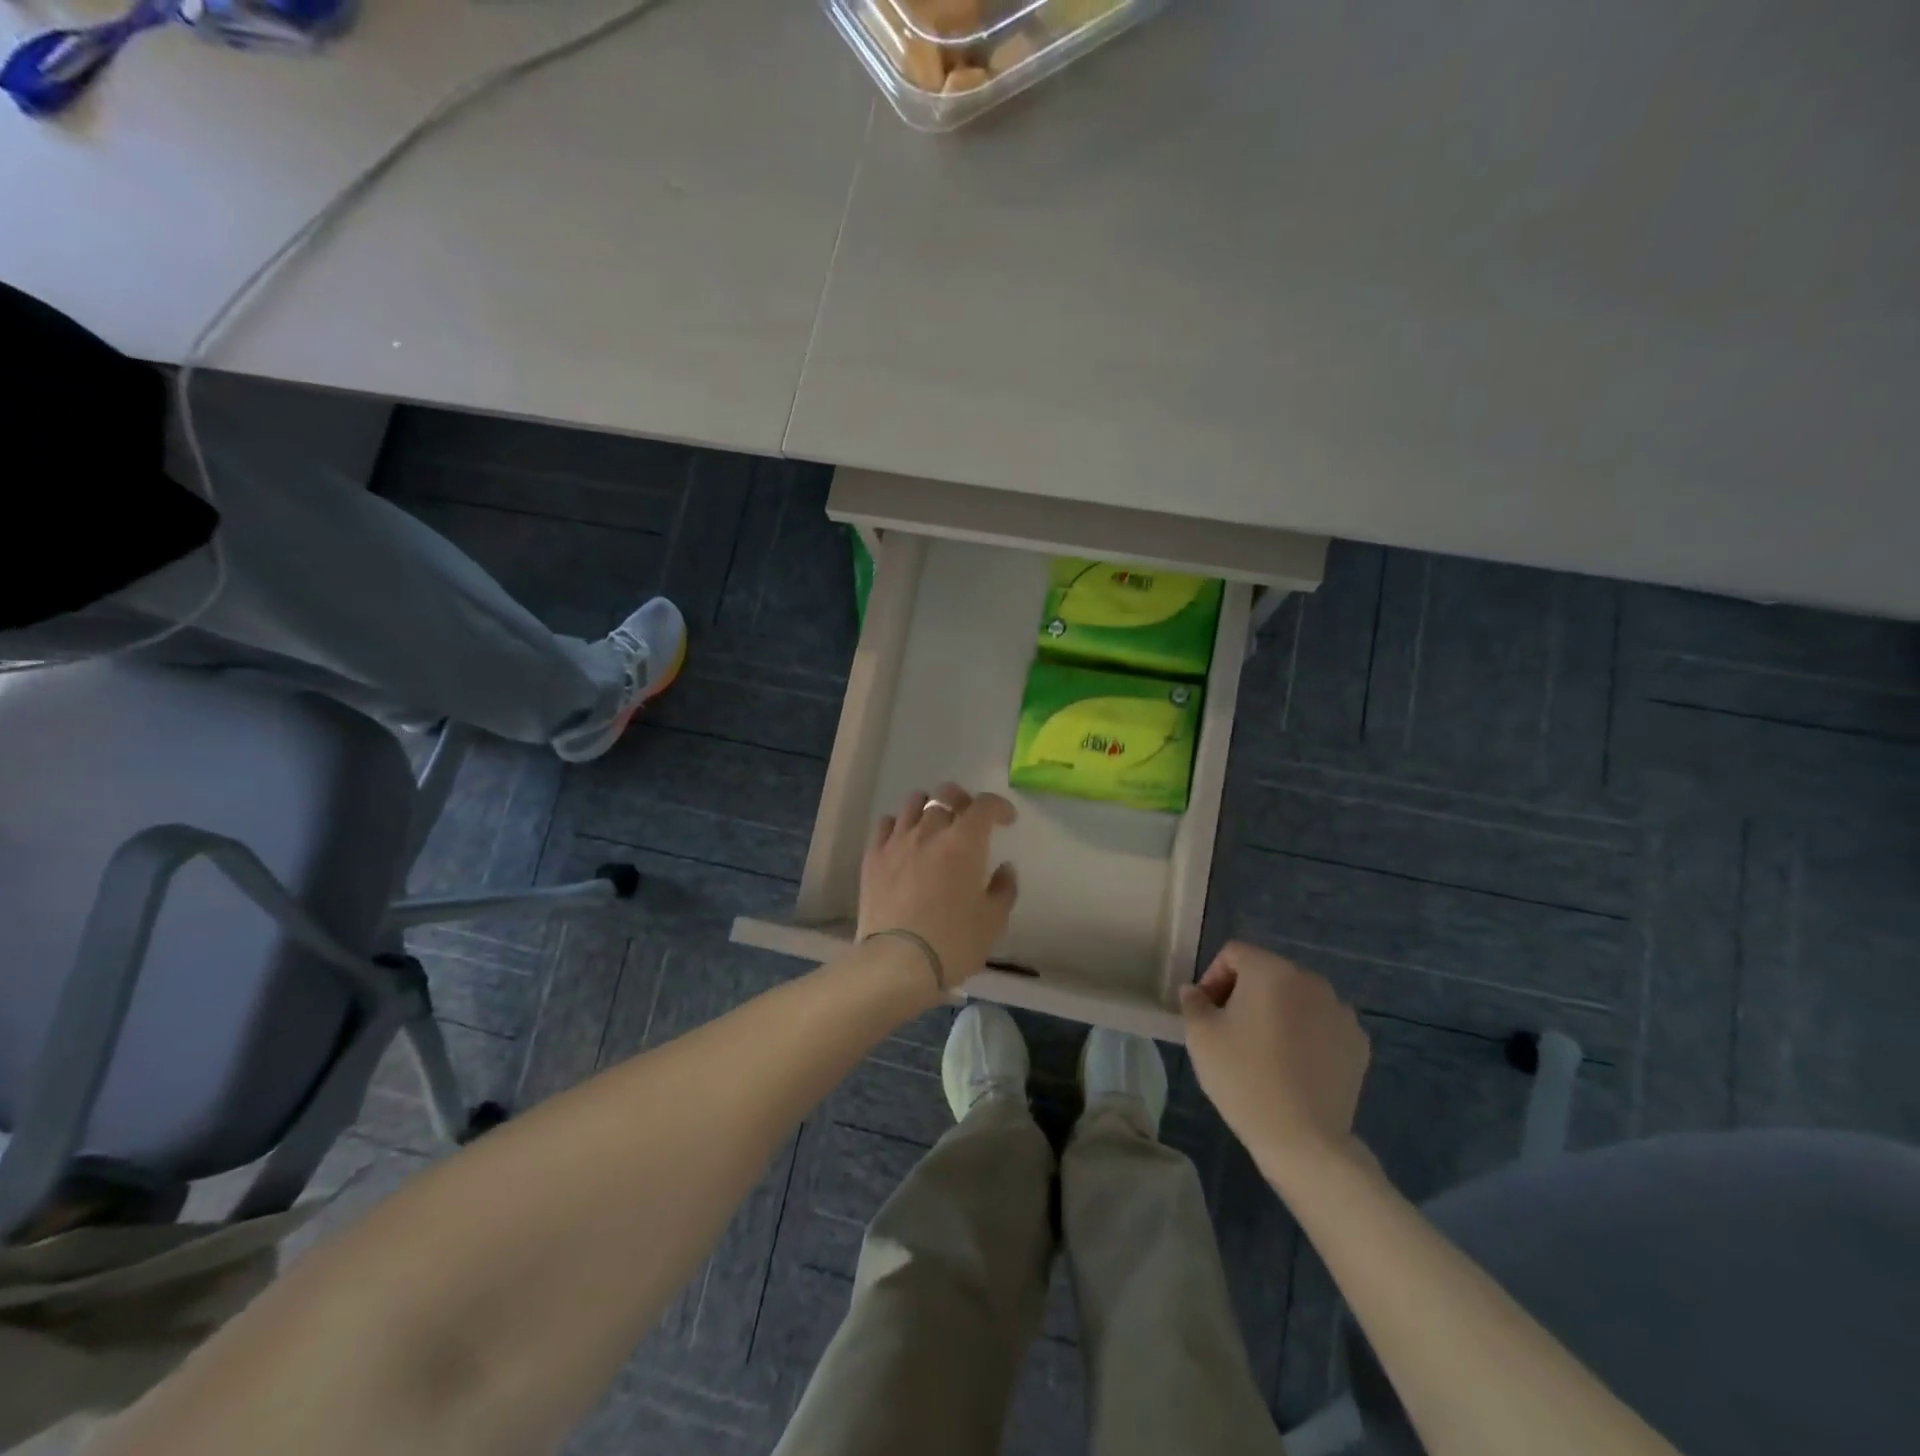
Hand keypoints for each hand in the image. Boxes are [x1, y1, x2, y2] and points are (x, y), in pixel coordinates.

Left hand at [858, 781, 1017, 991]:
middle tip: (968, 819)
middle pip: (946, 796)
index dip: (999, 806)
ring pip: (913, 802)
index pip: (984, 805)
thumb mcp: (993, 921)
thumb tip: (1004, 869)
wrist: (898, 962)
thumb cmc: (954, 942)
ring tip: (933, 824)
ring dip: (929, 807)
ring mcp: (897, 841)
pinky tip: (904, 840)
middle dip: (962, 801)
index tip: (1006, 820)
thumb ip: (1004, 889)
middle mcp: (930, 831)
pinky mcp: (873, 856)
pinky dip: (899, 825)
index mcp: (964, 842)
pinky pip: (886, 824)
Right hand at [1180, 942, 1370, 1182]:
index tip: (1205, 1012)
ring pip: (1297, 999)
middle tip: (1229, 1030)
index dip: (1213, 977)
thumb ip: (1193, 1003)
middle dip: (1245, 994)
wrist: (1303, 1140)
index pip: (1234, 954)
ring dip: (1277, 1013)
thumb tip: (1195, 992)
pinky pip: (1322, 1026)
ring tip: (1263, 1050)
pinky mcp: (1359, 1045)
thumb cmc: (1243, 1077)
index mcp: (1271, 970)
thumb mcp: (1201, 1036)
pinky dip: (1305, 1035)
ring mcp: (1341, 1013)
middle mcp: (1311, 981)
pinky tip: (1293, 1067)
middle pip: (1268, 973)